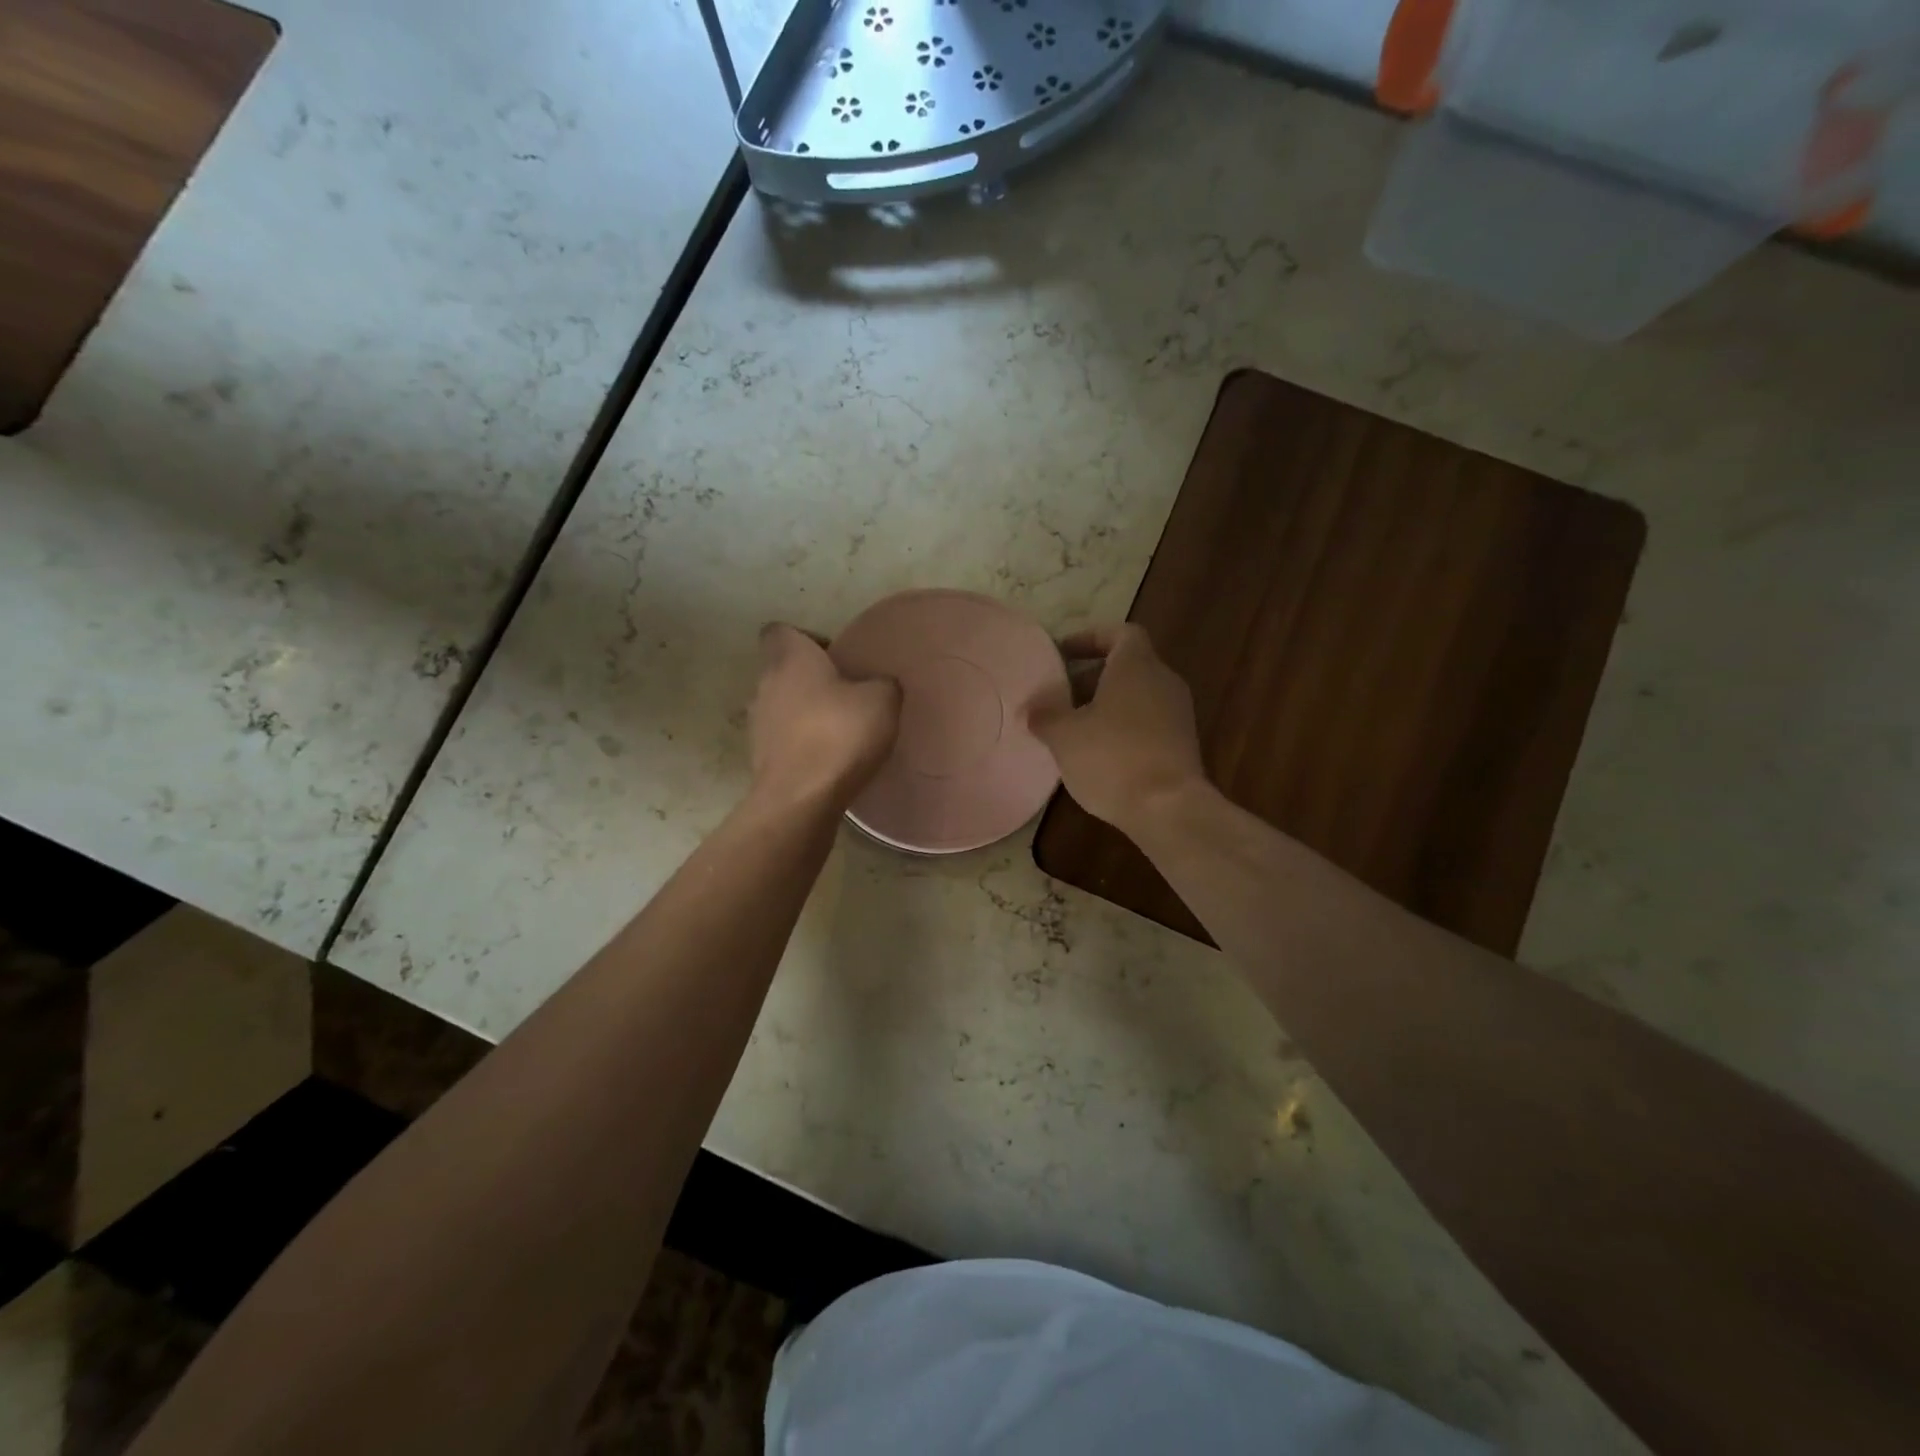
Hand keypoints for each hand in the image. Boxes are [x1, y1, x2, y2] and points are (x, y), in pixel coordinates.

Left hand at [749, 623, 900, 809]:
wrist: (801, 798)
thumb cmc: (839, 734)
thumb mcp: (883, 700)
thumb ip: (883, 683)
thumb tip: (879, 685)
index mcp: (789, 658)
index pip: (780, 631)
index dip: (807, 639)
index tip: (835, 658)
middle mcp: (764, 684)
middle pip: (783, 670)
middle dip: (811, 680)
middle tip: (847, 695)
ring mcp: (758, 723)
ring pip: (781, 705)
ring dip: (805, 713)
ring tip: (839, 730)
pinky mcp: (759, 758)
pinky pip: (783, 739)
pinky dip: (801, 743)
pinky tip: (829, 758)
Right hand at [1031, 624, 1206, 832]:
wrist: (1168, 808)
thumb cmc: (1112, 757)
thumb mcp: (1064, 735)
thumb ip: (1045, 715)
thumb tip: (1034, 709)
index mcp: (1137, 666)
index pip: (1120, 633)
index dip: (1090, 638)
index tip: (1062, 653)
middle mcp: (1163, 681)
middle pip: (1127, 666)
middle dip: (1091, 677)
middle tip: (1059, 696)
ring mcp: (1177, 714)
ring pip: (1136, 697)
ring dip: (1105, 706)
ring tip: (1073, 728)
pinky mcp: (1182, 745)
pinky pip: (1147, 723)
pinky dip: (1122, 729)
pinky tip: (1097, 754)